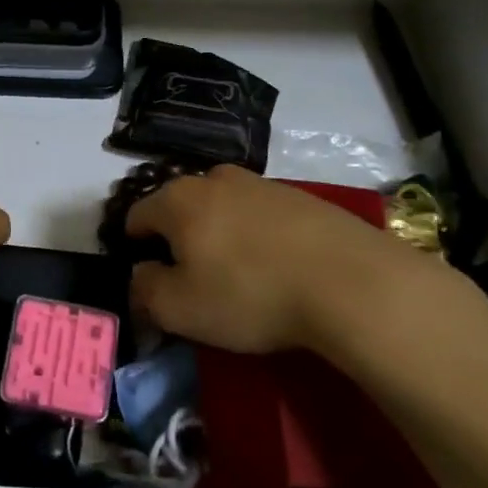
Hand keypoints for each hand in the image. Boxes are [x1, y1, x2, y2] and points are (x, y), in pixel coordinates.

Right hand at [125, 165, 438, 355]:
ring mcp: (260, 183)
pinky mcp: (301, 196)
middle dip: (179, 238)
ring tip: (240, 275)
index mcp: (176, 199)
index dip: (135, 249)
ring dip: (220, 235)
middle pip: (180, 208)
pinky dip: (258, 237)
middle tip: (195, 280)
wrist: (352, 282)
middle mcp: (213, 178)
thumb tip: (141, 274)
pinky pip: (261, 216)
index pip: (136, 217)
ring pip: (222, 209)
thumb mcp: (179, 309)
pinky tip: (277, 267)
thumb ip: (144, 289)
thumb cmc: (250, 294)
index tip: (152, 280)